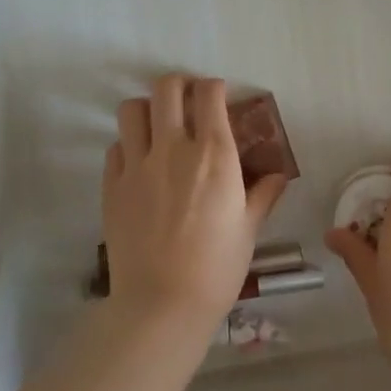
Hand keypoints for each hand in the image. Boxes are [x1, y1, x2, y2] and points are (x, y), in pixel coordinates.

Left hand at [101, 73, 288, 343]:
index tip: (218, 97)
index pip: (209, 93)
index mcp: (214, 153)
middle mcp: (173, 147)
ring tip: (158, 127)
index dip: (214, 88)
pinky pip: (116, 147)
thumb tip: (277, 175)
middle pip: (166, 88)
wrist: (162, 304)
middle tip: (187, 102)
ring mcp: (137, 164)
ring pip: (132, 109)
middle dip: (179, 86)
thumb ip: (263, 194)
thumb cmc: (217, 267)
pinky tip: (140, 164)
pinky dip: (128, 146)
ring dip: (147, 110)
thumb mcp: (249, 229)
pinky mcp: (112, 185)